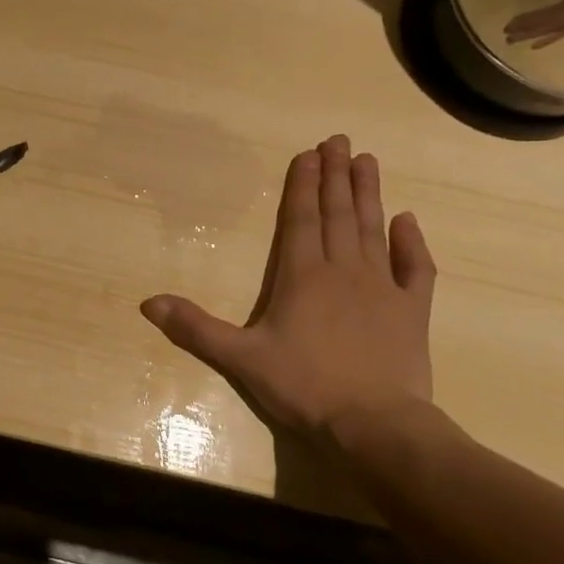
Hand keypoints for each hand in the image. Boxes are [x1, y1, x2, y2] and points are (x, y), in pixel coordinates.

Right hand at [140, 135, 435, 441]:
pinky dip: (413, 243)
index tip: (309, 152)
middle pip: (337, 214)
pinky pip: (416, 268)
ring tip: (367, 161)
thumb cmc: (303, 387)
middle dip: (336, 176)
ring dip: (369, 194)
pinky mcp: (412, 311)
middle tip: (340, 140)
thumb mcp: (240, 358)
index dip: (302, 185)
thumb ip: (195, 328)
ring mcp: (383, 288)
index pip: (300, 220)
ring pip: (373, 230)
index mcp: (302, 277)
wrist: (374, 423)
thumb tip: (147, 303)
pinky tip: (409, 220)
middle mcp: (343, 271)